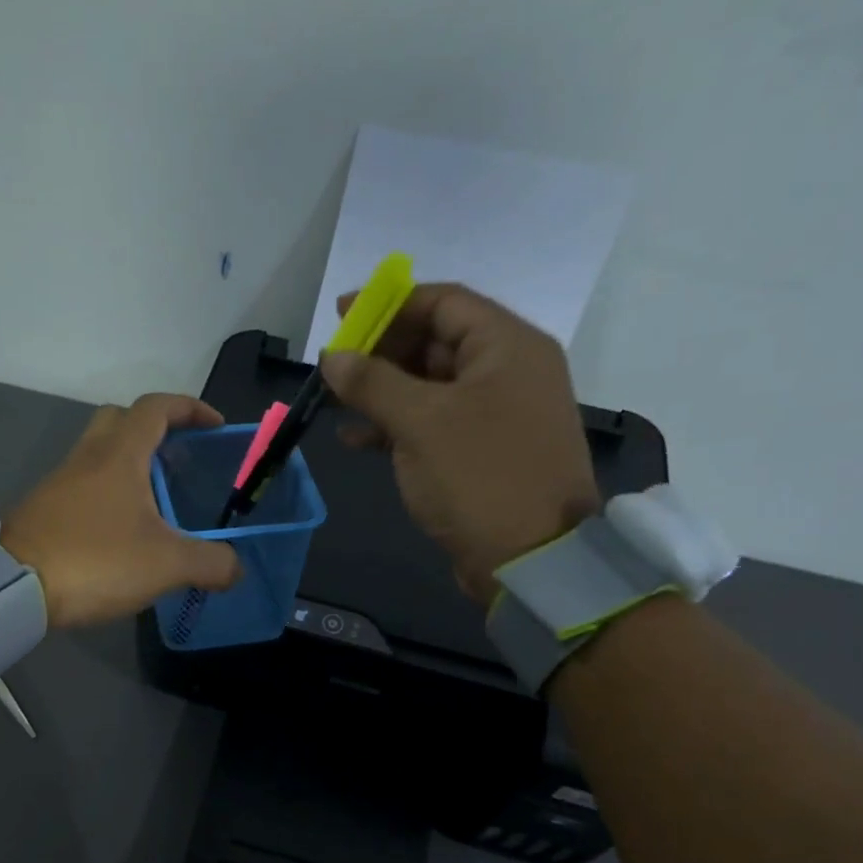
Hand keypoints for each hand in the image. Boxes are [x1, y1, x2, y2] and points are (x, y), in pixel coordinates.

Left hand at [1, 394, 241, 629]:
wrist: (15, 588)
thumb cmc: (96, 561)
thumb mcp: (167, 565)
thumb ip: (211, 563)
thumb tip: (236, 569)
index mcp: (119, 455)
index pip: (156, 407)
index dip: (189, 408)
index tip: (215, 426)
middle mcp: (86, 458)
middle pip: (120, 420)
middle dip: (153, 430)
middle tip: (178, 459)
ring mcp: (60, 483)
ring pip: (98, 454)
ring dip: (129, 465)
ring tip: (157, 503)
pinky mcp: (44, 510)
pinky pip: (83, 486)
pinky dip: (108, 494)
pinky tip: (122, 531)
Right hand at [322, 284, 599, 600]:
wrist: (529, 559)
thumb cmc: (479, 476)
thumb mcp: (420, 422)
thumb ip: (372, 383)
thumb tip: (333, 358)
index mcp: (506, 347)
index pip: (443, 303)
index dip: (389, 304)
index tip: (342, 316)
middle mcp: (506, 371)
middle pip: (435, 342)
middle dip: (380, 352)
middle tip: (334, 365)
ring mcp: (494, 414)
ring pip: (428, 386)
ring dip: (381, 391)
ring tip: (334, 401)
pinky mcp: (480, 452)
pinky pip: (431, 424)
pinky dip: (394, 426)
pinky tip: (355, 439)